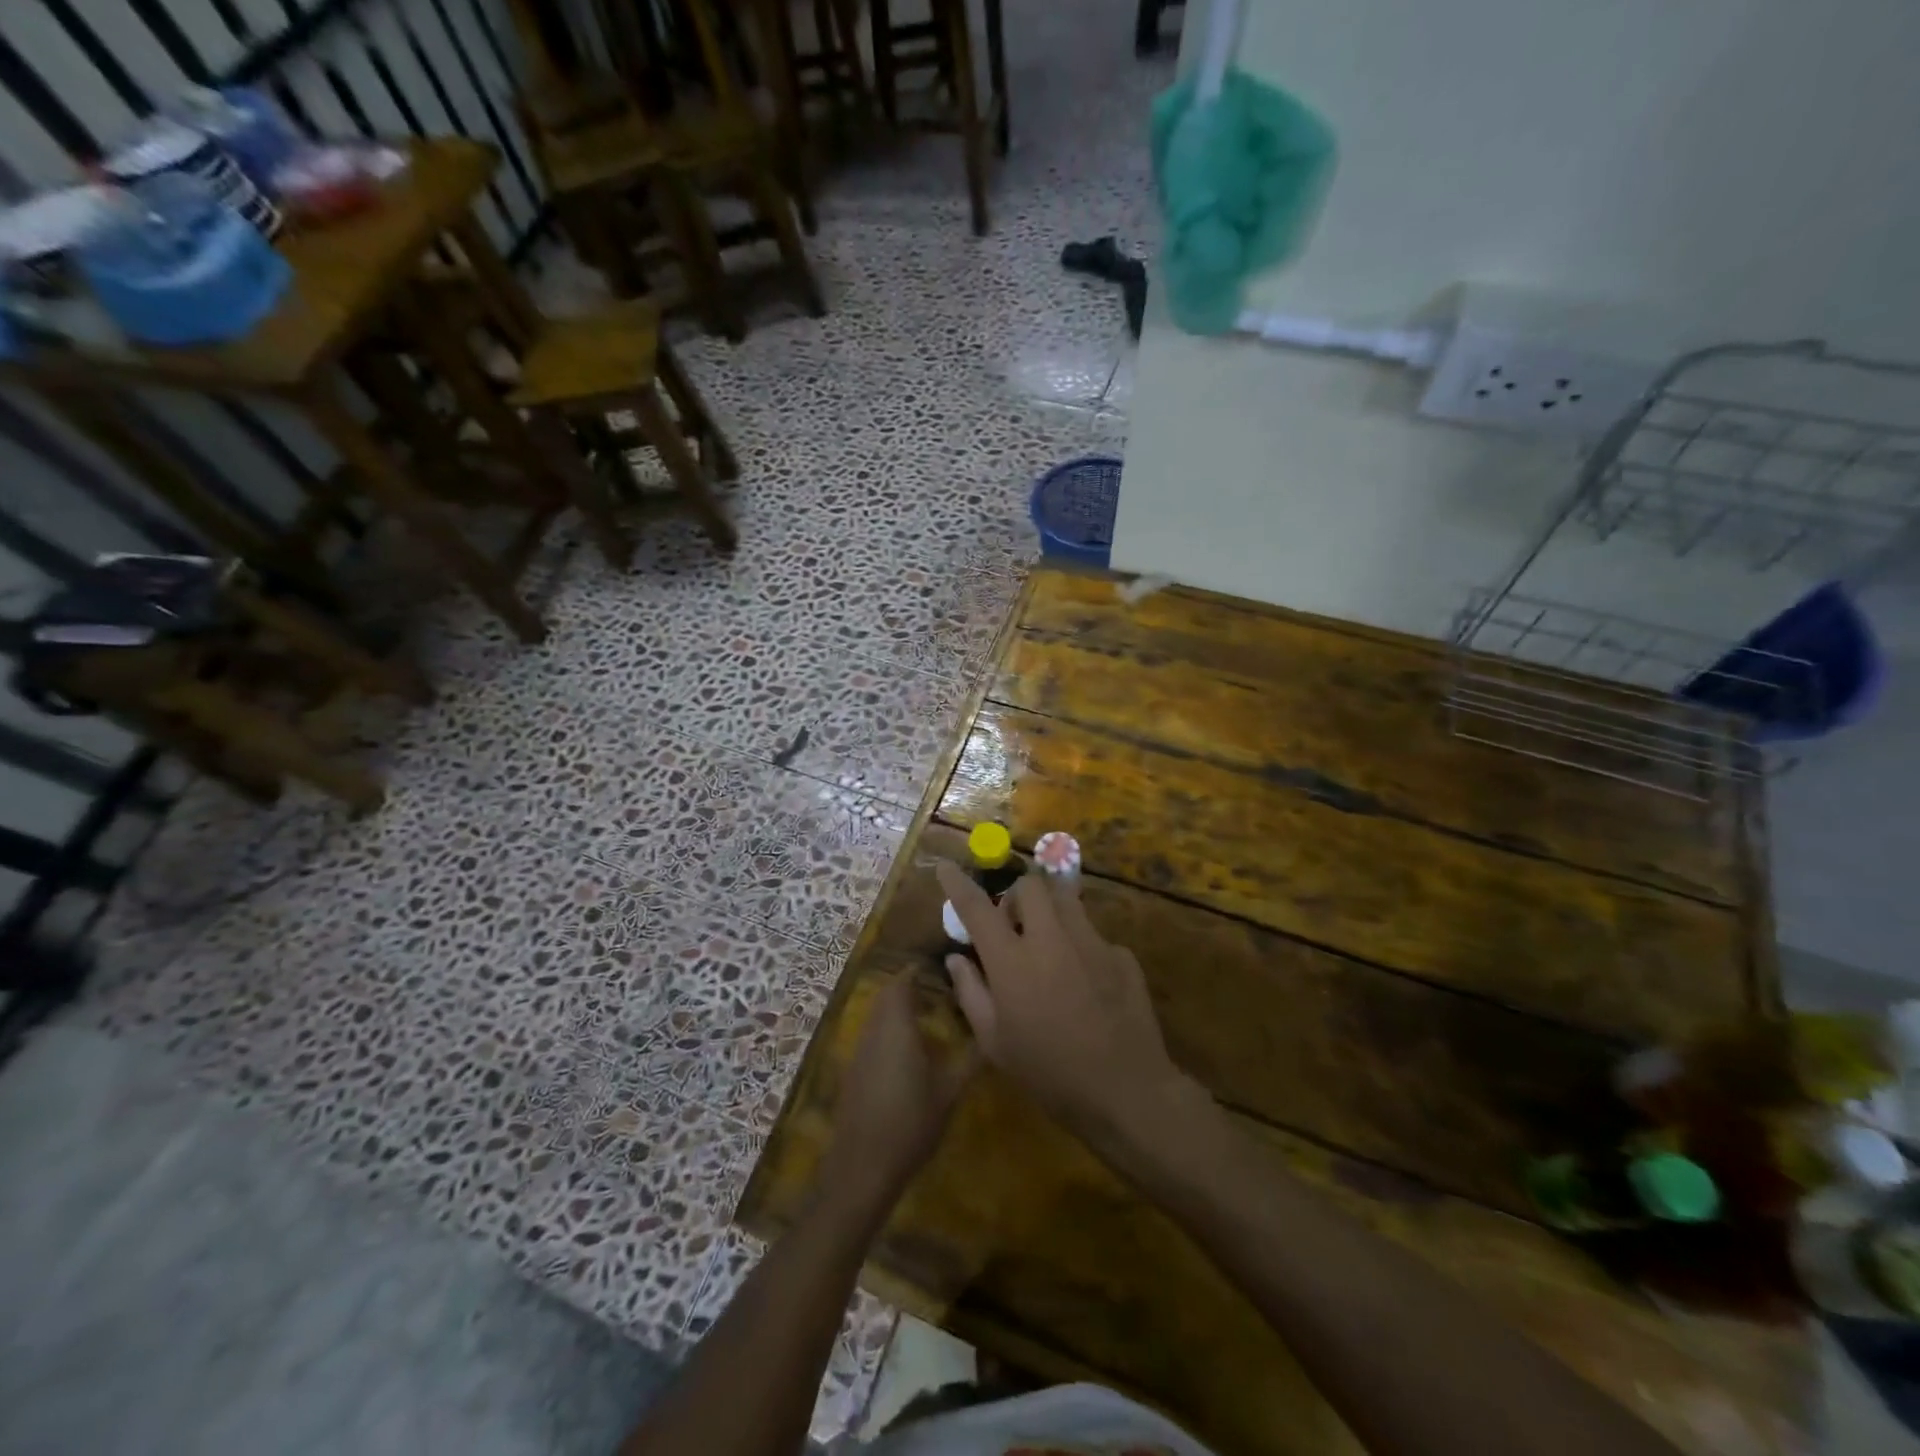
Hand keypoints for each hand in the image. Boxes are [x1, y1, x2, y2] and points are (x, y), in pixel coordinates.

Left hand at [820, 975, 976, 1216]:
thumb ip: (970, 1059)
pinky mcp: (854, 1071)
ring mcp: (859, 1051)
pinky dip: (888, 1031)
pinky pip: (872, 1036)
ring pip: (877, 1016)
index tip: (941, 969)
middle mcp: (874, 1030)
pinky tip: (909, 1051)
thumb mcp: (949, 1092)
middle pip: (887, 996)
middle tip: (939, 991)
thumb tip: (991, 1034)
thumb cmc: (911, 1124)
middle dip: (909, 988)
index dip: (917, 971)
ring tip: (929, 1016)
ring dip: (898, 1010)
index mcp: (897, 1026)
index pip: (902, 983)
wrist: (862, 1167)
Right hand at [937, 861, 1196, 1156]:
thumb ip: (971, 992)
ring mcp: (1091, 941)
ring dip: (1049, 912)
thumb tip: (956, 958)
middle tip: (1013, 926)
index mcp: (1012, 960)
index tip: (947, 866)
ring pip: (1065, 900)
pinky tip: (1085, 983)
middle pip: (1030, 885)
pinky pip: (1093, 935)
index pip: (976, 907)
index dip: (957, 882)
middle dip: (1016, 896)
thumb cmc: (1048, 1072)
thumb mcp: (995, 1043)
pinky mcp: (1121, 954)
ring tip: (1049, 945)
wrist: (1126, 1091)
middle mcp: (1051, 938)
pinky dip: (1080, 947)